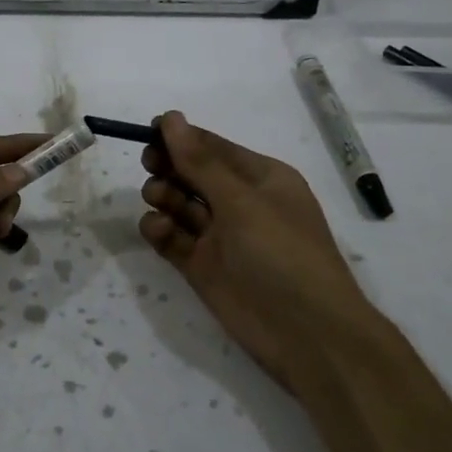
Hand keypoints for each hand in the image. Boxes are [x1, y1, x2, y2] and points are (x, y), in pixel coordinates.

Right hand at [139, 111, 373, 389]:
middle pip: (191, 173)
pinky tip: (159, 231)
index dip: (180, 138)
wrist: (306, 334)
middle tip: (151, 167)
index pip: (212, 147)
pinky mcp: (201, 266)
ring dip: (163, 196)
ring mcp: (219, 236)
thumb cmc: (282, 254)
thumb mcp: (242, 201)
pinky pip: (172, 238)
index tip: (145, 132)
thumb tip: (171, 118)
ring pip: (178, 204)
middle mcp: (239, 203)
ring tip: (160, 201)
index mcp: (260, 178)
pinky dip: (160, 230)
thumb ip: (200, 162)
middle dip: (169, 166)